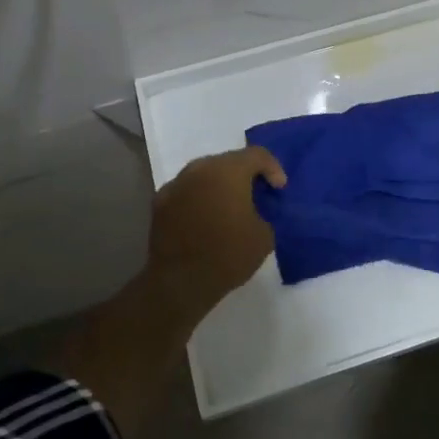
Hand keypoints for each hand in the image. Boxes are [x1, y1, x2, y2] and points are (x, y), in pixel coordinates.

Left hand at [146, 146, 286, 316]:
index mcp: (228, 170)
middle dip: (244, 174)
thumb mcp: (264, 236)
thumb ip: (265, 212)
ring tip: (228, 206)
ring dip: (219, 185)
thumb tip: (256, 209)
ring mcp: (176, 183)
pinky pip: (186, 191)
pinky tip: (204, 218)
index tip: (279, 188)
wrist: (180, 283)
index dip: (273, 168)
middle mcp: (200, 168)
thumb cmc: (228, 255)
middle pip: (228, 161)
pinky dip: (198, 198)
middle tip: (255, 194)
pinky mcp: (160, 202)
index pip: (257, 155)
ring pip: (204, 174)